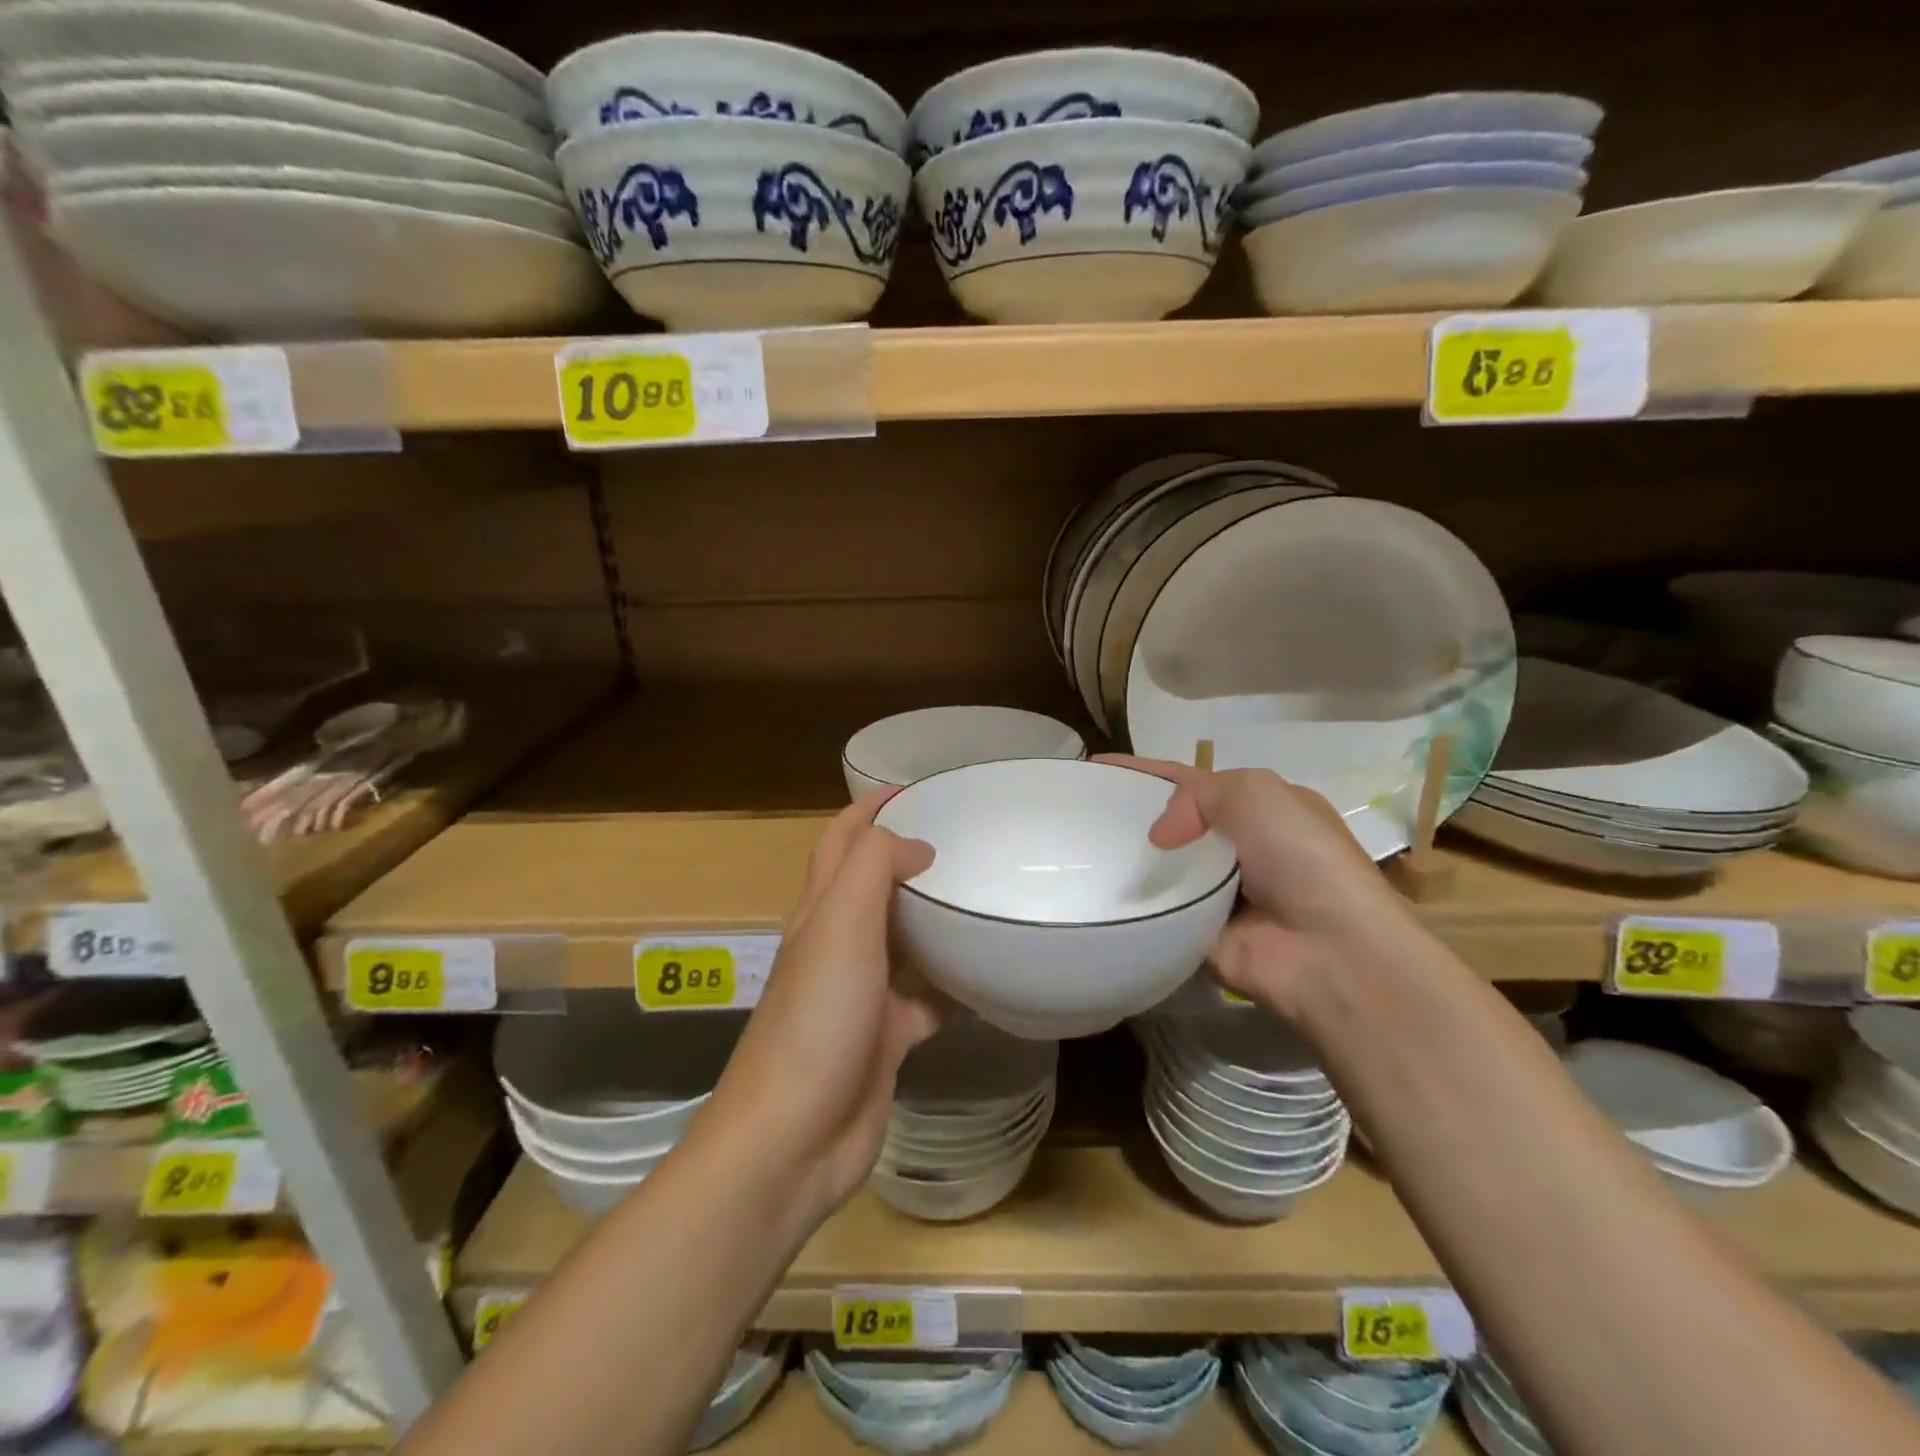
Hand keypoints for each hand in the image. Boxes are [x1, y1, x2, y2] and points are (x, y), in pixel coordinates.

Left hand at [704, 793, 942, 1226]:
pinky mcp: (887, 1037)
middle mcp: (838, 945)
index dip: (870, 808)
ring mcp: (862, 994)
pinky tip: (990, 976)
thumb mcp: (840, 925)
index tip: (916, 787)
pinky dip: (953, 985)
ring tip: (983, 894)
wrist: (794, 1137)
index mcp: (820, 912)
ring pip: (902, 939)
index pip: (841, 840)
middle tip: (965, 839)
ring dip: (933, 916)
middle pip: (871, 884)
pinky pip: (927, 999)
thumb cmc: (817, 1019)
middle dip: (908, 855)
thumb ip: (874, 867)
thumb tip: (918, 848)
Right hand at [1099, 756, 1415, 1017]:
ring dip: (1126, 861)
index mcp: (1259, 810)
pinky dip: (1131, 904)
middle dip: (1130, 816)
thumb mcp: (1254, 793)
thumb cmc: (1300, 857)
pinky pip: (1155, 912)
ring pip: (1159, 868)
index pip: (1189, 781)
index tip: (1093, 768)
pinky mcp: (1197, 933)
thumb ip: (1196, 795)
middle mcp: (1238, 849)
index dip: (1143, 772)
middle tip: (1077, 813)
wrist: (1330, 949)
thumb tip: (1160, 837)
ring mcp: (1217, 893)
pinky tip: (1090, 894)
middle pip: (1172, 824)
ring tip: (1073, 851)